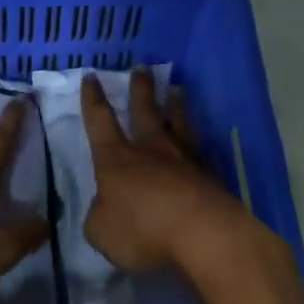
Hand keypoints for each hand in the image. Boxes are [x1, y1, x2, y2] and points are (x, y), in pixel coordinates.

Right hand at [80, 66, 254, 273]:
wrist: (204, 235)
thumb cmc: (143, 230)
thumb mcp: (101, 231)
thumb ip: (99, 216)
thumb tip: (104, 208)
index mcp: (116, 160)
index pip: (100, 122)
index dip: (93, 100)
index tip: (91, 76)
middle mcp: (151, 151)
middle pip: (145, 112)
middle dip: (140, 90)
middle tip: (141, 69)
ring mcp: (185, 161)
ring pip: (178, 124)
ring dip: (176, 106)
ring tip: (177, 89)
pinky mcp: (211, 177)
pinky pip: (202, 151)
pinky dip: (198, 142)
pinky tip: (201, 139)